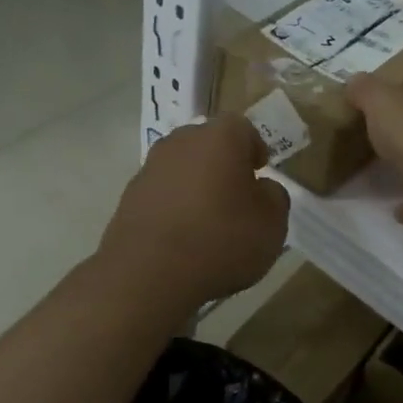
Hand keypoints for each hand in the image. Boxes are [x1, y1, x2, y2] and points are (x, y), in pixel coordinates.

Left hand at [99, 117, 290, 303]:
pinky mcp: (129, 197)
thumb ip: (274, 196)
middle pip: (208, 143)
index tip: (260, 173)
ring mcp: (150, 168)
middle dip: (223, 163)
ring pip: (182, 167)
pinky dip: (174, 206)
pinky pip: (162, 193)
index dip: (255, 148)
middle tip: (237, 195)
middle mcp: (181, 143)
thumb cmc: (222, 240)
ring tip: (209, 220)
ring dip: (196, 184)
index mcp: (220, 138)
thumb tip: (261, 188)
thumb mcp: (272, 223)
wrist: (150, 275)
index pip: (242, 128)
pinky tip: (183, 237)